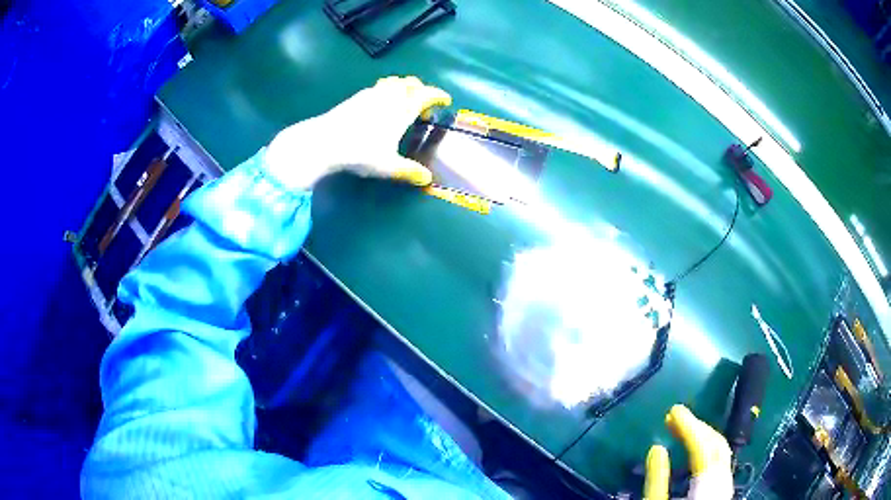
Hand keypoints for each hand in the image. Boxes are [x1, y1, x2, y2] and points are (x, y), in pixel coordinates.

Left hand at [264, 76, 451, 190]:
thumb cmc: (360, 152)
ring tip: (403, 102)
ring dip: (404, 87)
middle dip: (421, 90)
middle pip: (411, 83)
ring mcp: (371, 93)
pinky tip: (381, 105)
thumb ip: (409, 171)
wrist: (324, 141)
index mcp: (403, 108)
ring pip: (394, 81)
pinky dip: (387, 90)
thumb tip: (427, 179)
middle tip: (423, 106)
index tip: (445, 101)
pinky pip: (379, 86)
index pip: (427, 94)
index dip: (438, 95)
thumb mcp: (387, 166)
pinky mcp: (356, 96)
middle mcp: (390, 96)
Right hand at [644, 405, 732, 499]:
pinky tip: (694, 449)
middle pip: (716, 445)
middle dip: (697, 427)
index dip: (689, 426)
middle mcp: (723, 481)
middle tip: (675, 415)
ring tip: (682, 428)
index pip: (702, 447)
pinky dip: (708, 449)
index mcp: (708, 486)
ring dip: (703, 436)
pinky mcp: (723, 491)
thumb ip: (657, 481)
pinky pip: (721, 462)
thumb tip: (656, 448)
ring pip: (721, 452)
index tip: (673, 410)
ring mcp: (726, 486)